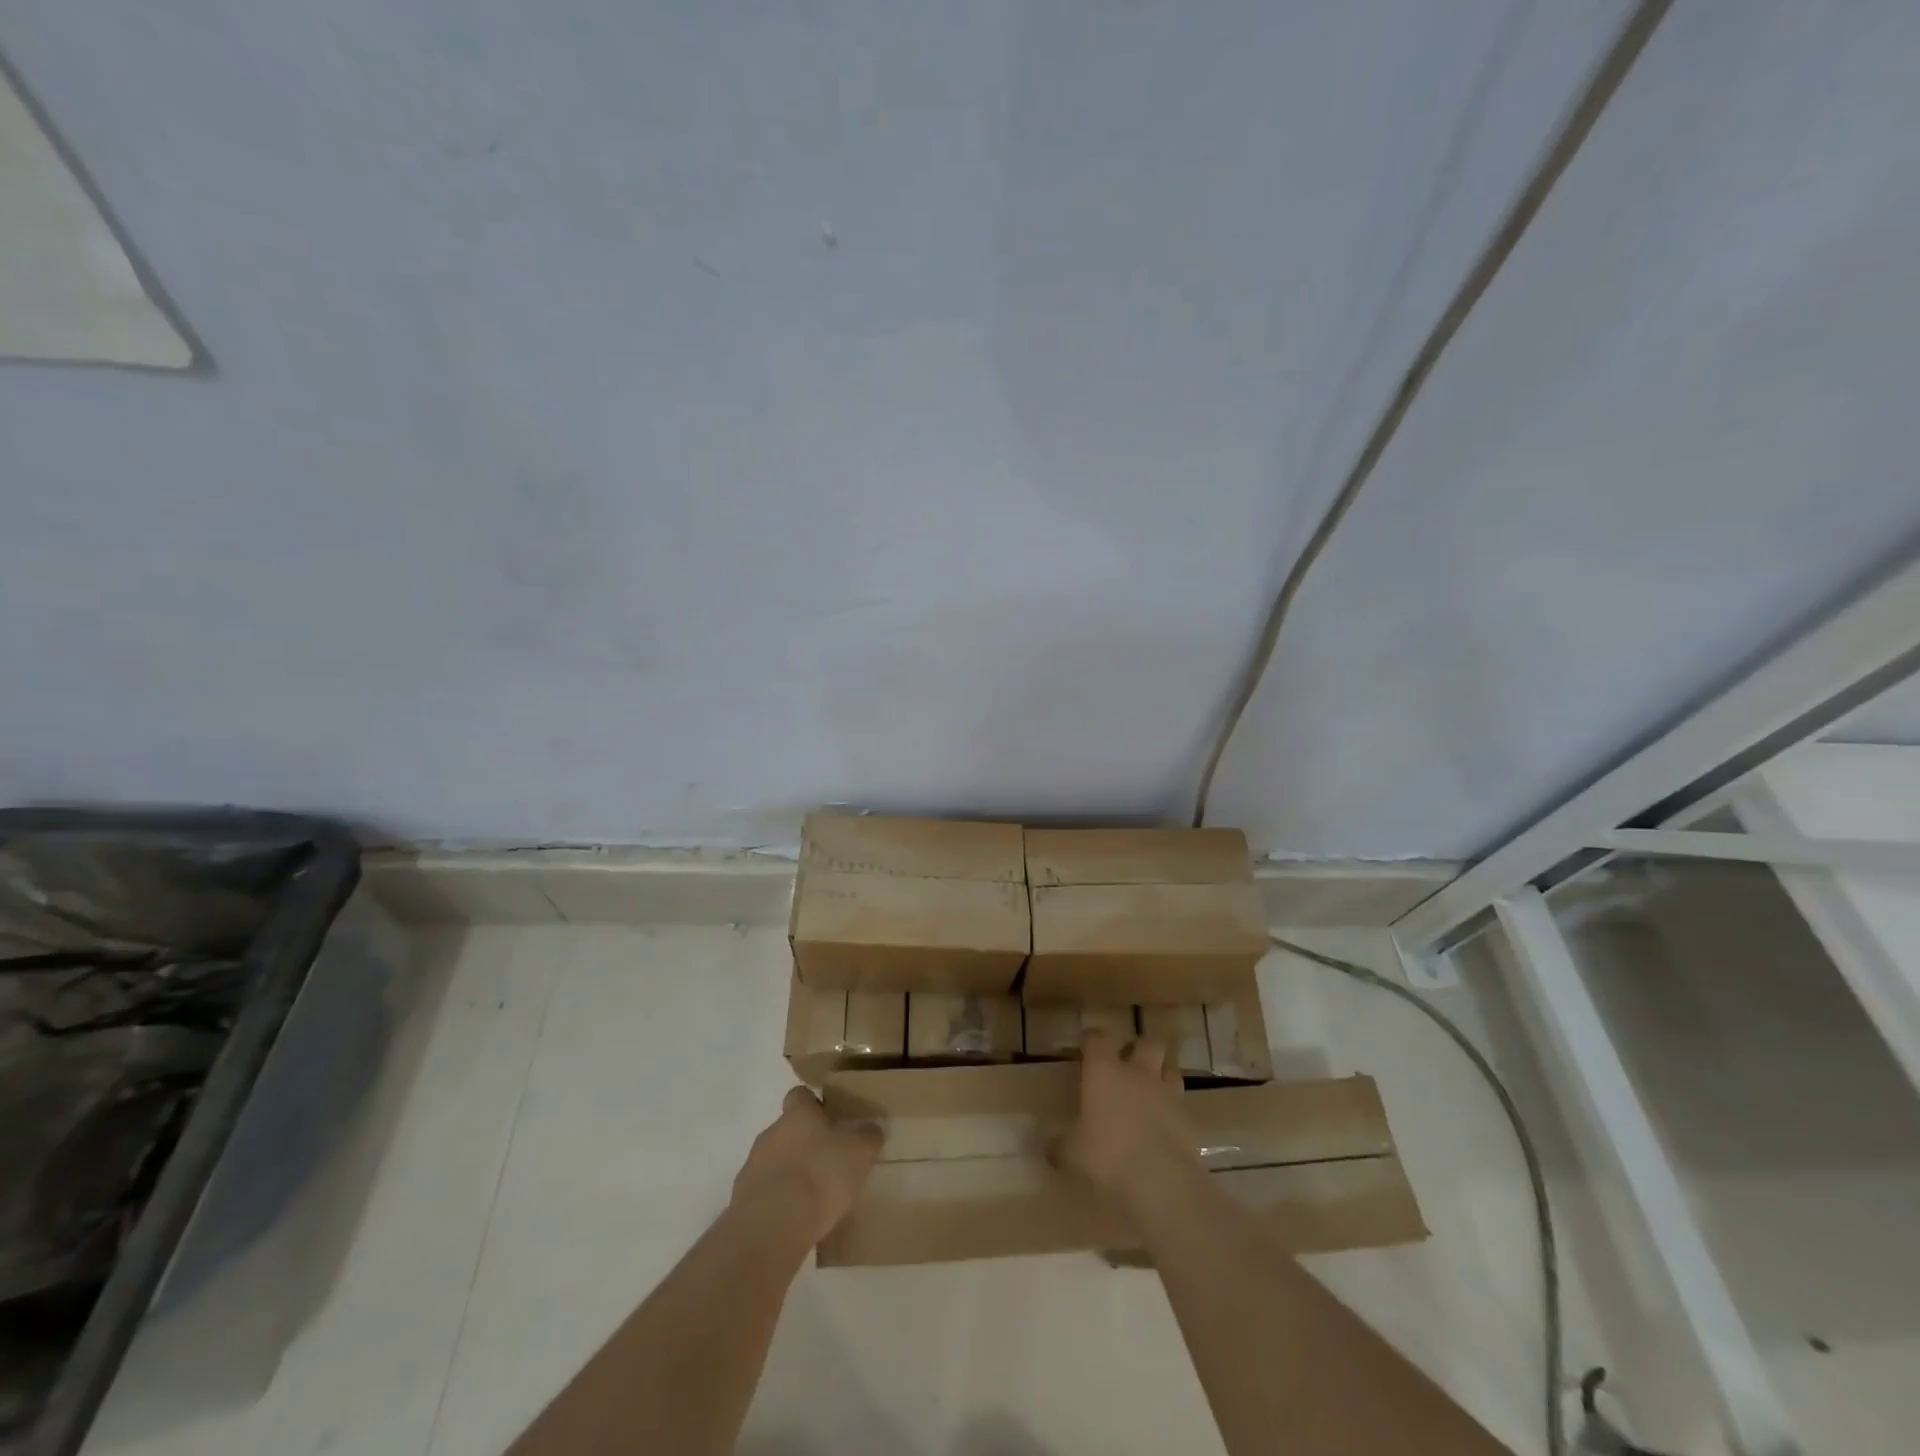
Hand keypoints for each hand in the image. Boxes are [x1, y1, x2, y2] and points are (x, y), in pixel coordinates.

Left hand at [733, 1086, 883, 1242]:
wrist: (772, 1226)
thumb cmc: (820, 1176)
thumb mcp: (859, 1153)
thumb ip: (868, 1136)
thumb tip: (871, 1128)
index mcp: (798, 1114)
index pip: (800, 1095)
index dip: (814, 1104)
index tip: (830, 1120)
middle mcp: (771, 1132)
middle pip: (787, 1129)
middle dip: (803, 1142)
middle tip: (827, 1162)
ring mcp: (752, 1166)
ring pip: (774, 1161)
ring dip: (789, 1172)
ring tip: (812, 1197)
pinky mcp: (742, 1200)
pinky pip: (764, 1192)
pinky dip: (778, 1201)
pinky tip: (795, 1219)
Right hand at [1053, 1030, 1204, 1219]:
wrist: (1160, 1179)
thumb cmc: (1107, 1155)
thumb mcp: (1073, 1153)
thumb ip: (1060, 1146)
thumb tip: (1047, 1148)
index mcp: (1103, 1070)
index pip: (1097, 1038)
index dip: (1092, 1039)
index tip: (1086, 1045)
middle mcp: (1137, 1072)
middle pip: (1146, 1042)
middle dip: (1139, 1047)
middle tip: (1128, 1061)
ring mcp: (1166, 1092)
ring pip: (1170, 1067)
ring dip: (1162, 1072)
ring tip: (1152, 1087)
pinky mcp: (1188, 1117)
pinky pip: (1181, 1101)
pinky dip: (1174, 1106)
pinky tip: (1165, 1122)